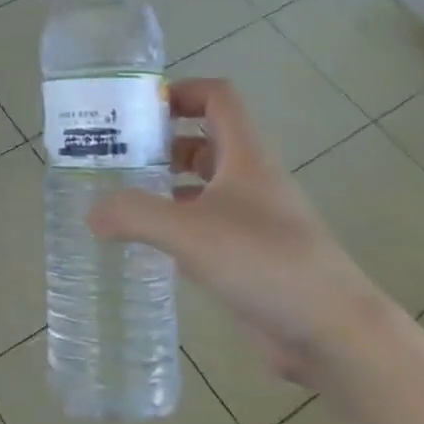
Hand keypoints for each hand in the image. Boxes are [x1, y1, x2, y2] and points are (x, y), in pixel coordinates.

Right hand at [87, 78, 390, 384]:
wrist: (332, 331)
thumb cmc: (264, 262)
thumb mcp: (190, 231)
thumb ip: (135, 215)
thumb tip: (91, 213)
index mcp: (245, 156)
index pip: (217, 98)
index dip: (181, 92)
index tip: (138, 110)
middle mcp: (251, 180)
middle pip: (205, 141)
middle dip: (161, 144)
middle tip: (116, 158)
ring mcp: (253, 220)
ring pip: (204, 187)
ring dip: (167, 186)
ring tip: (121, 200)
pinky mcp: (250, 257)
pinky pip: (206, 227)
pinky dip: (177, 227)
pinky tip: (147, 245)